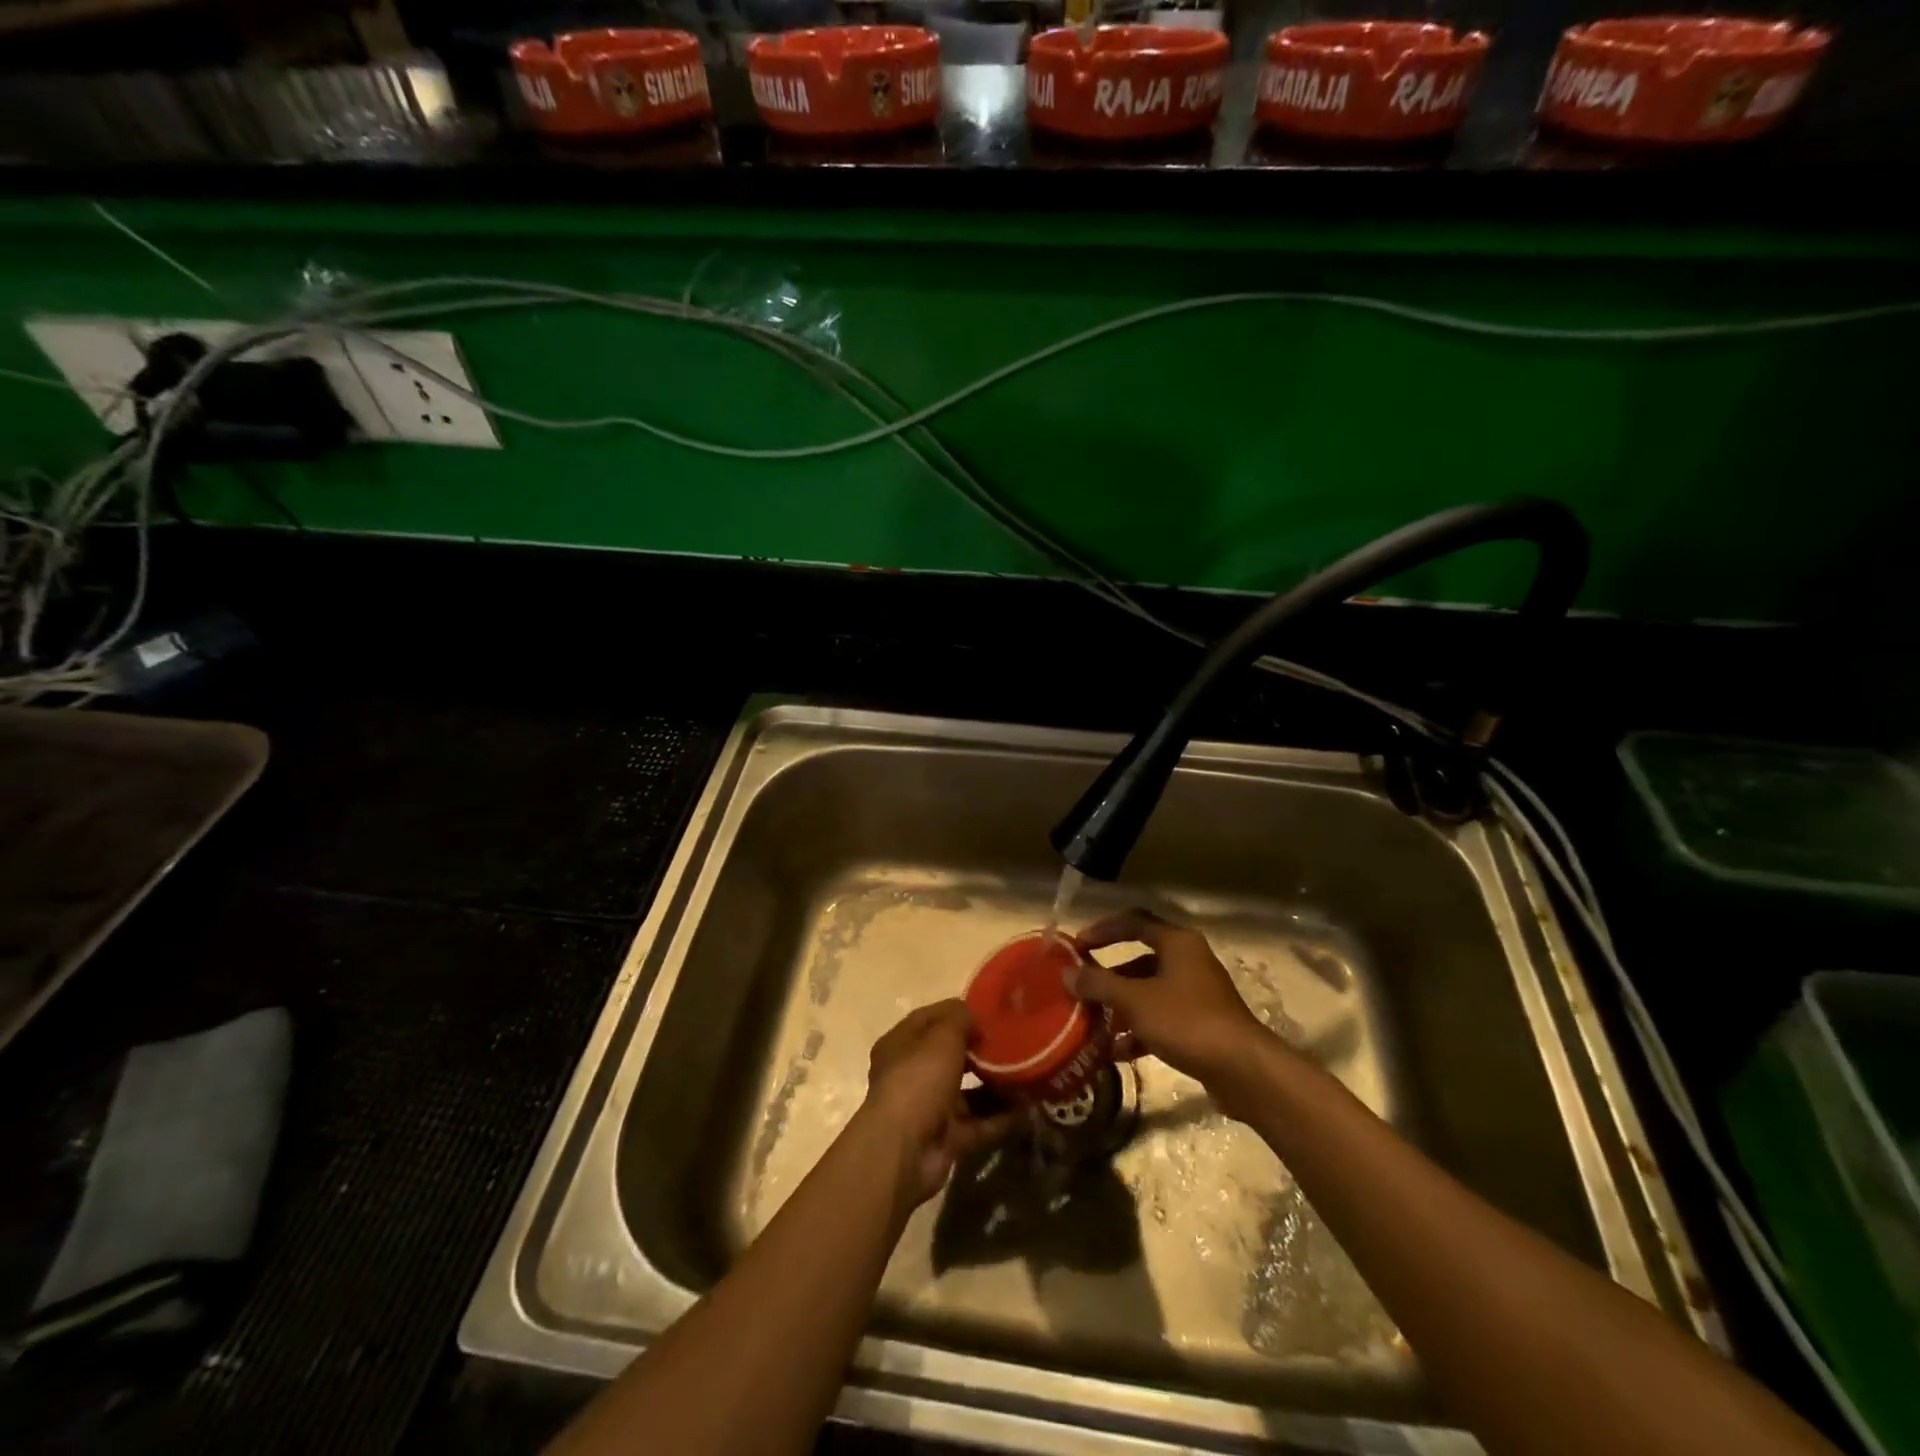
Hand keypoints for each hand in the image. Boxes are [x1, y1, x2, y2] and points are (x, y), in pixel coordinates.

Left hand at [861, 1001, 1017, 1210]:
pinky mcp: (947, 1138)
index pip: (931, 1019)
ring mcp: (930, 1108)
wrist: (904, 1151)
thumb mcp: (942, 1037)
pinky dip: (1001, 1117)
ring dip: (996, 1085)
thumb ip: (961, 1019)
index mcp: (901, 1044)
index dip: (959, 1012)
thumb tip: (975, 1019)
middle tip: (1014, 1043)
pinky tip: (1028, 1108)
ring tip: (1028, 1074)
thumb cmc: (918, 1080)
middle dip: (981, 1051)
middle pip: (951, 1056)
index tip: (991, 1012)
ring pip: (968, 1092)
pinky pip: (979, 1123)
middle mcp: (912, 1074)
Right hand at [1068, 910, 1271, 1097]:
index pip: (1133, 922)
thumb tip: (1068, 974)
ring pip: (1149, 992)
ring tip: (1092, 1023)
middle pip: (1140, 960)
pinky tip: (1117, 1052)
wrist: (1243, 1070)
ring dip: (1121, 1007)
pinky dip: (1139, 1031)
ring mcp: (1197, 994)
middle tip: (1081, 986)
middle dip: (1108, 976)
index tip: (1076, 946)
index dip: (1102, 930)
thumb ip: (1099, 984)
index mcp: (1177, 942)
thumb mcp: (1134, 1001)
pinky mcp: (1201, 1025)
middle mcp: (1189, 961)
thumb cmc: (1186, 1021)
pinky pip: (1161, 1019)